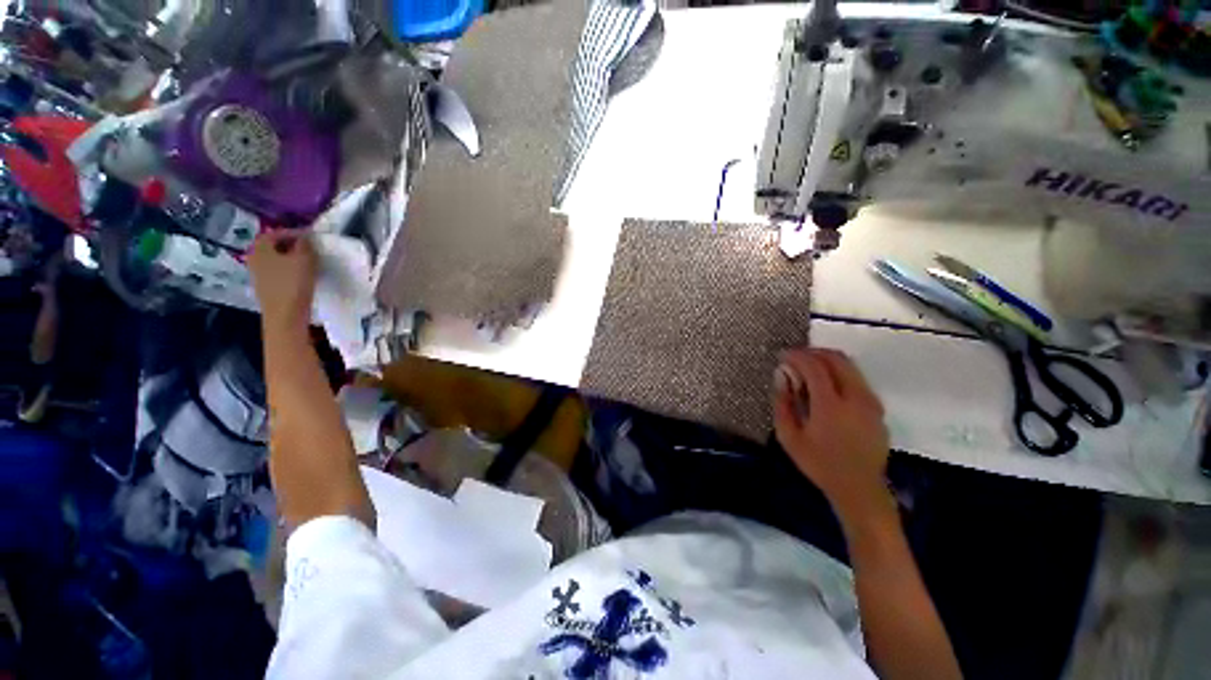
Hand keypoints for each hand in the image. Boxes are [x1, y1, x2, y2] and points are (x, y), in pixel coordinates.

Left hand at [247, 231, 317, 335]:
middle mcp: (254, 258)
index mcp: (260, 248)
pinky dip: (286, 269)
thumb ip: (305, 245)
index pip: (275, 233)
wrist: (284, 315)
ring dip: (288, 258)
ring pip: (273, 259)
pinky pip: (275, 272)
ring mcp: (257, 274)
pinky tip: (299, 276)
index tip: (310, 237)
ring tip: (306, 262)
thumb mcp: (305, 259)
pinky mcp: (264, 287)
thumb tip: (304, 238)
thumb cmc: (293, 284)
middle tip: (308, 248)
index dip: (293, 232)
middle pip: (272, 246)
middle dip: (289, 245)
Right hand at [773, 348, 892, 523]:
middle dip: (813, 352)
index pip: (815, 367)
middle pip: (837, 359)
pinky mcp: (878, 407)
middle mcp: (856, 398)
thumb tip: (782, 375)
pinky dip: (839, 371)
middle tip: (795, 357)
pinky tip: (825, 384)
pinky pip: (857, 378)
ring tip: (808, 368)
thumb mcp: (789, 437)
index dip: (797, 356)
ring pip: (850, 365)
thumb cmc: (819, 463)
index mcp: (831, 406)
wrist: (859, 488)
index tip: (782, 355)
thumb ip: (783, 403)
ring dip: (827, 360)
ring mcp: (871, 401)